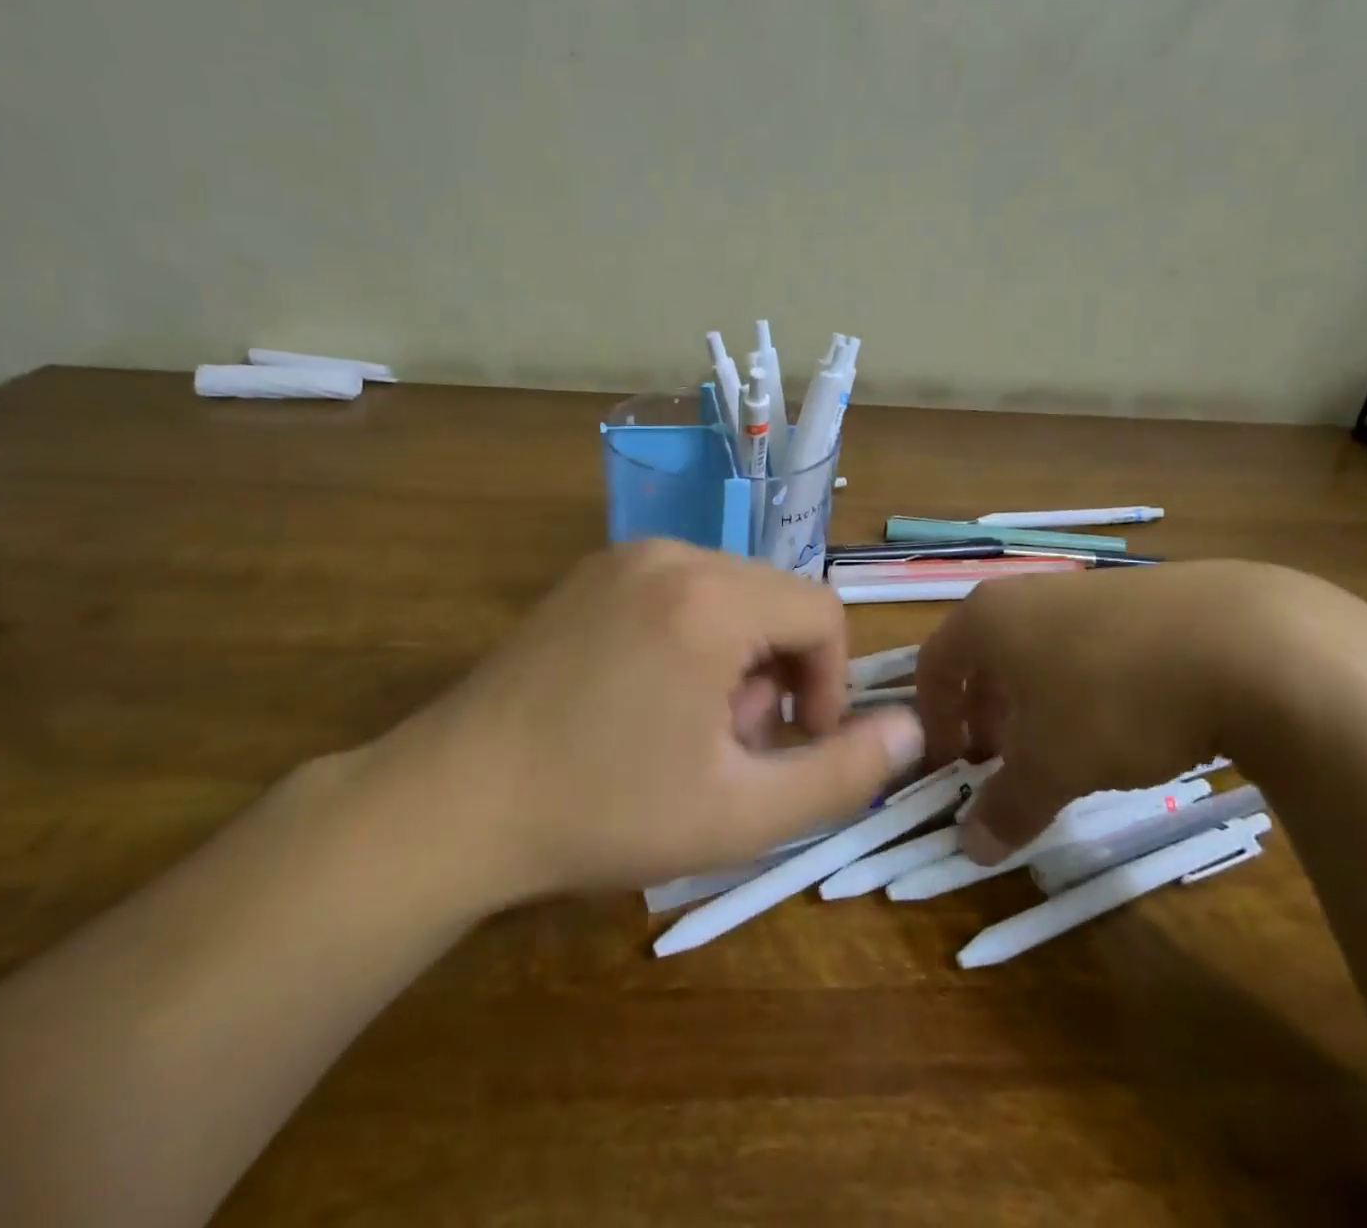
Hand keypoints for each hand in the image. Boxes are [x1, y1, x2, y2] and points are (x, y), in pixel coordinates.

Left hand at [369, 540, 924, 904]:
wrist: (454, 801)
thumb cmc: (604, 810)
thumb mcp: (741, 813)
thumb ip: (843, 772)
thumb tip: (913, 728)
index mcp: (711, 598)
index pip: (822, 613)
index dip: (828, 684)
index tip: (792, 744)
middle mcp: (671, 553)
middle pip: (776, 599)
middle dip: (777, 672)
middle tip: (729, 744)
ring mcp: (624, 556)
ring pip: (731, 592)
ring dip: (736, 657)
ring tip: (686, 725)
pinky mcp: (592, 572)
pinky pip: (681, 588)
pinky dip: (693, 636)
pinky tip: (647, 695)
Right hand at [916, 560, 1325, 862]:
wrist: (1251, 644)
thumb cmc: (1115, 700)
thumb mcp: (1054, 765)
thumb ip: (1007, 806)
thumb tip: (973, 848)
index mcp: (987, 619)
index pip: (934, 666)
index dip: (934, 721)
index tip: (951, 767)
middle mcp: (1027, 594)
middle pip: (985, 658)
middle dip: (987, 716)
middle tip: (1005, 765)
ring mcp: (1088, 589)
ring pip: (1039, 652)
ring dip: (1037, 704)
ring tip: (1067, 750)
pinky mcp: (1144, 597)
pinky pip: (1091, 645)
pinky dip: (1088, 686)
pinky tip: (1129, 723)